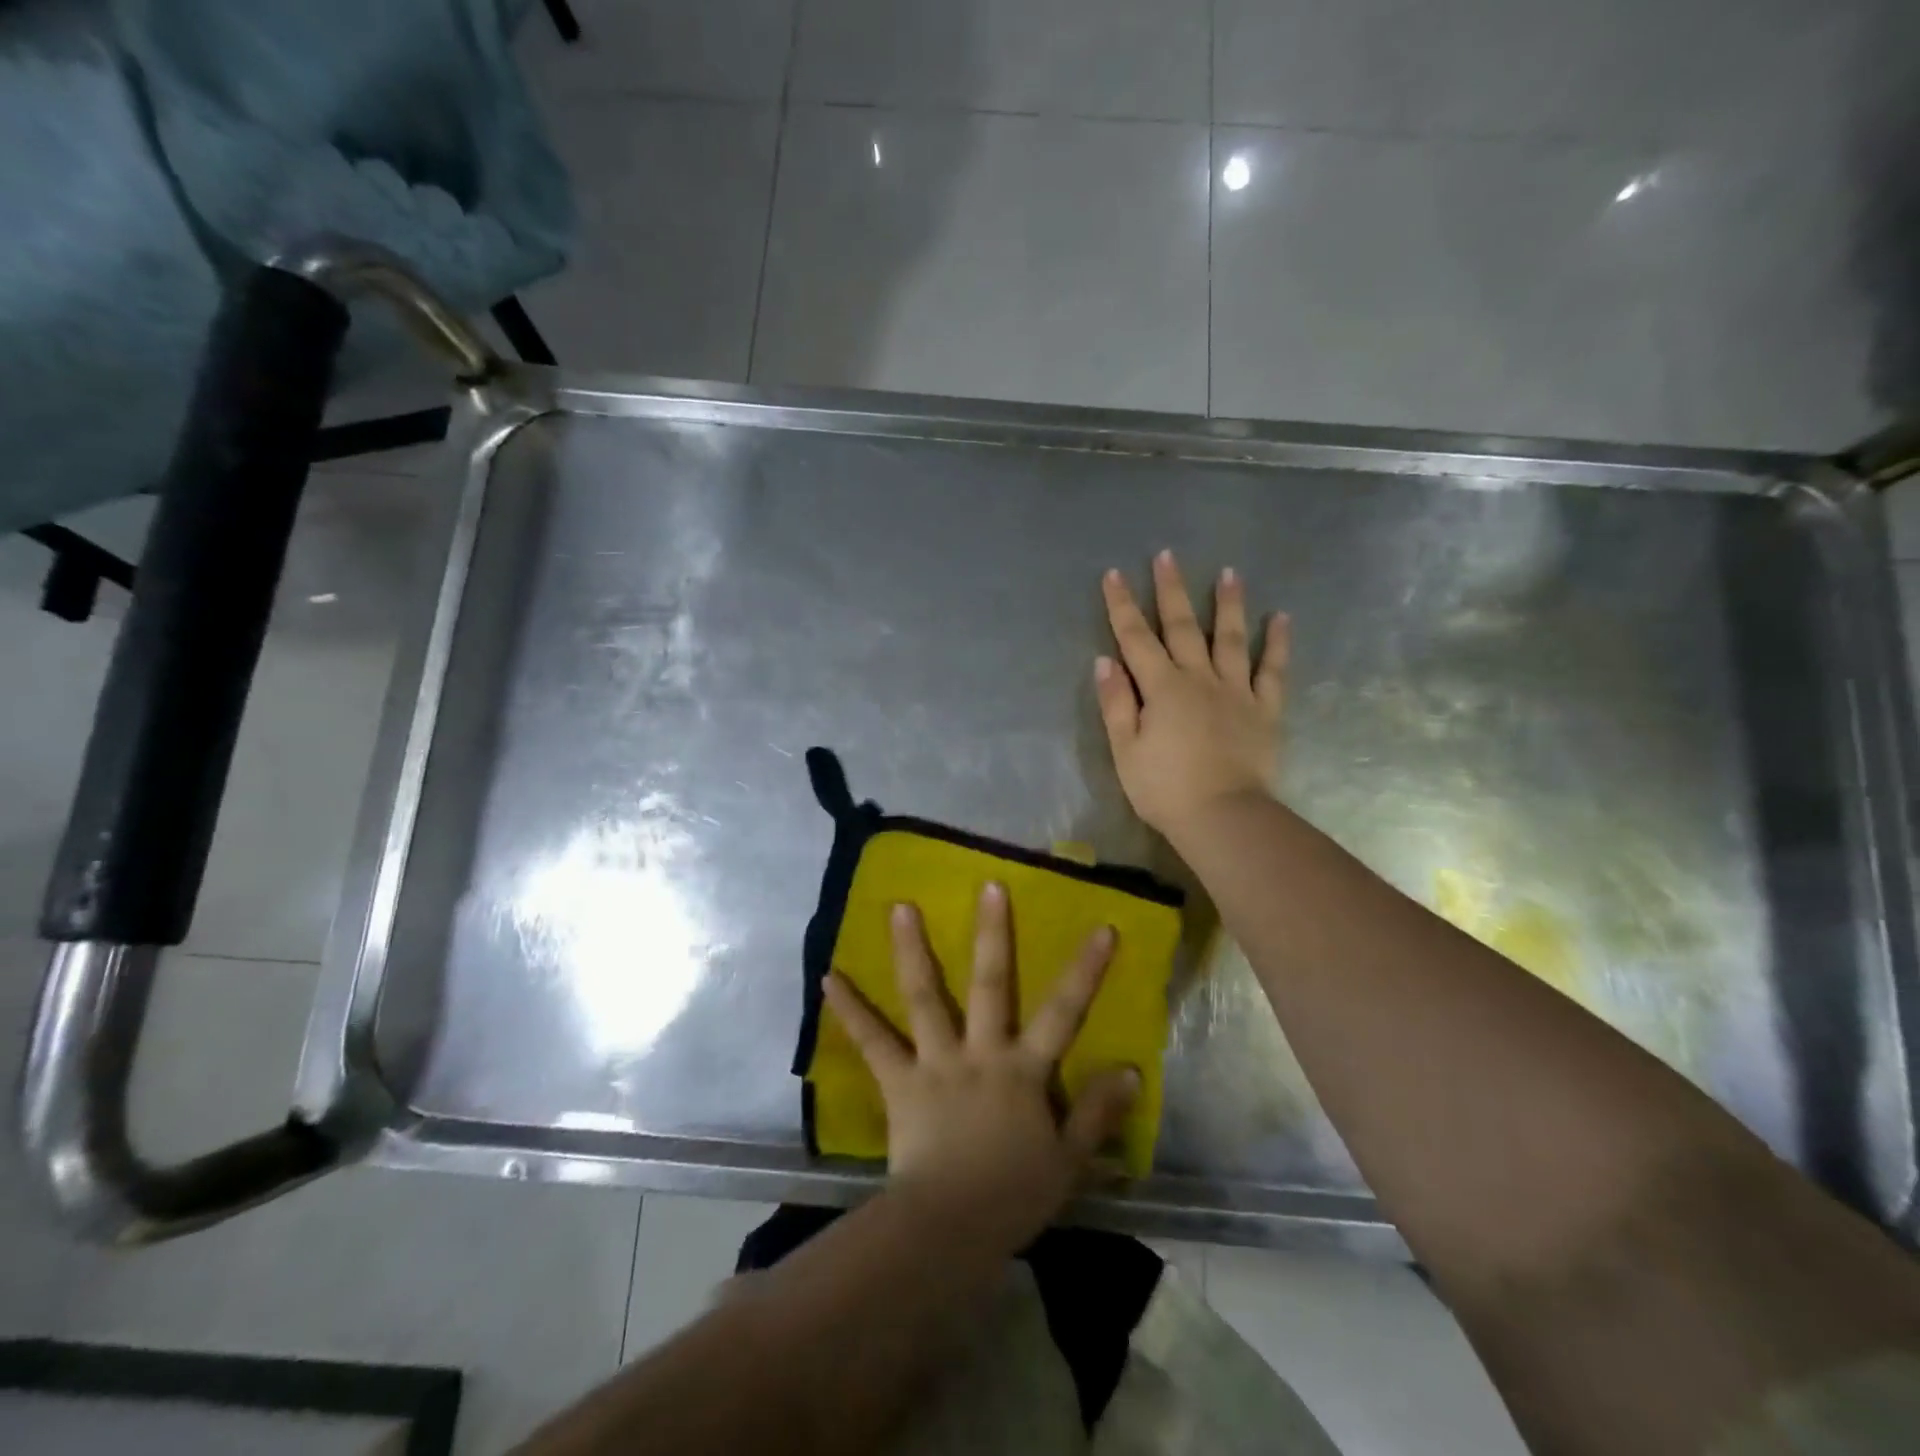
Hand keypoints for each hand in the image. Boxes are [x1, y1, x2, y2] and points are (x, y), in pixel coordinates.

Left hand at [822, 883, 1139, 1251]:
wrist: (947, 1229)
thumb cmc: (1013, 1196)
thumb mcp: (1068, 1162)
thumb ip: (1097, 1113)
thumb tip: (1131, 1070)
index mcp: (1022, 1070)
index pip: (1063, 1012)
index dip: (1084, 970)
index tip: (1101, 927)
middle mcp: (979, 1052)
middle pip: (990, 984)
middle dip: (992, 933)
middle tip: (988, 884)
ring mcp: (935, 1062)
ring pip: (925, 997)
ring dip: (912, 950)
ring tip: (899, 906)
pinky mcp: (898, 1081)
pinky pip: (872, 1041)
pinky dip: (850, 1009)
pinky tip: (828, 977)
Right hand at [1095, 551, 1288, 843]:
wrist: (1224, 816)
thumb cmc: (1165, 789)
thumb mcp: (1125, 750)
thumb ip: (1116, 703)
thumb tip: (1105, 661)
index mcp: (1162, 688)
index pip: (1135, 638)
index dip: (1122, 606)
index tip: (1114, 574)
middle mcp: (1199, 678)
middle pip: (1182, 627)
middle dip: (1171, 590)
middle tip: (1167, 556)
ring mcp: (1236, 691)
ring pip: (1230, 638)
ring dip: (1228, 604)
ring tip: (1229, 572)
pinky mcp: (1265, 709)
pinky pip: (1273, 670)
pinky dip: (1277, 643)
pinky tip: (1281, 618)